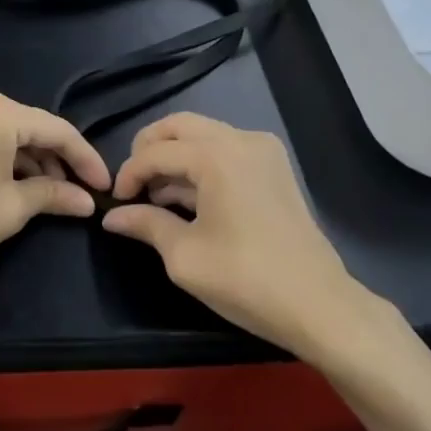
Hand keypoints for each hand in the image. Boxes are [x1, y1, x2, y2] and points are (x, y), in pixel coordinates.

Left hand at [0, 90, 110, 288]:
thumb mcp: (15, 206)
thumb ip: (55, 195)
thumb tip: (87, 201)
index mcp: (0, 112)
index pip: (58, 131)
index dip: (86, 160)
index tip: (105, 187)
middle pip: (32, 129)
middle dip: (58, 160)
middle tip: (78, 192)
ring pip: (8, 134)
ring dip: (32, 162)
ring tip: (50, 194)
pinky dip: (6, 159)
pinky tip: (17, 184)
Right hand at [102, 113, 393, 359]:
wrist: (318, 304)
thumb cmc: (245, 279)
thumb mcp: (184, 255)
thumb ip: (145, 224)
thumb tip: (112, 216)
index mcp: (216, 156)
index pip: (156, 152)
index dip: (128, 174)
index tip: (116, 202)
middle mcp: (241, 140)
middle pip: (180, 126)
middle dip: (149, 150)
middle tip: (132, 184)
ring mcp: (263, 151)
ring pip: (204, 135)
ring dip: (175, 157)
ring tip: (156, 197)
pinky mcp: (275, 168)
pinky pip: (226, 150)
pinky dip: (201, 164)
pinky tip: (188, 199)